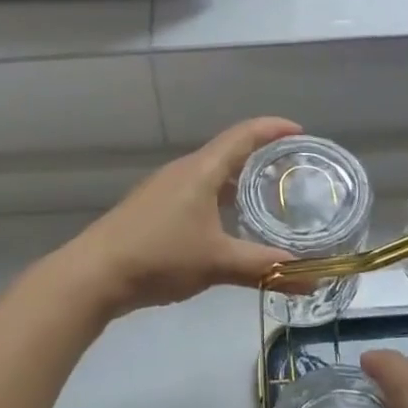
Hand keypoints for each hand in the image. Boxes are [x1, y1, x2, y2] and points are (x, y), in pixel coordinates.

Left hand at [54, 117, 304, 317]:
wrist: (94, 274)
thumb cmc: (160, 256)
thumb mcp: (218, 262)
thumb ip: (266, 268)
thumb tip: (313, 279)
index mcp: (201, 170)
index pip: (243, 135)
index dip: (273, 128)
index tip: (300, 132)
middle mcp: (183, 170)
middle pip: (228, 151)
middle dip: (260, 155)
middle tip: (291, 169)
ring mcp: (164, 189)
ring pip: (210, 173)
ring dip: (238, 179)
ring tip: (266, 195)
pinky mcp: (153, 208)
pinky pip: (196, 191)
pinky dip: (219, 197)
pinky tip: (227, 223)